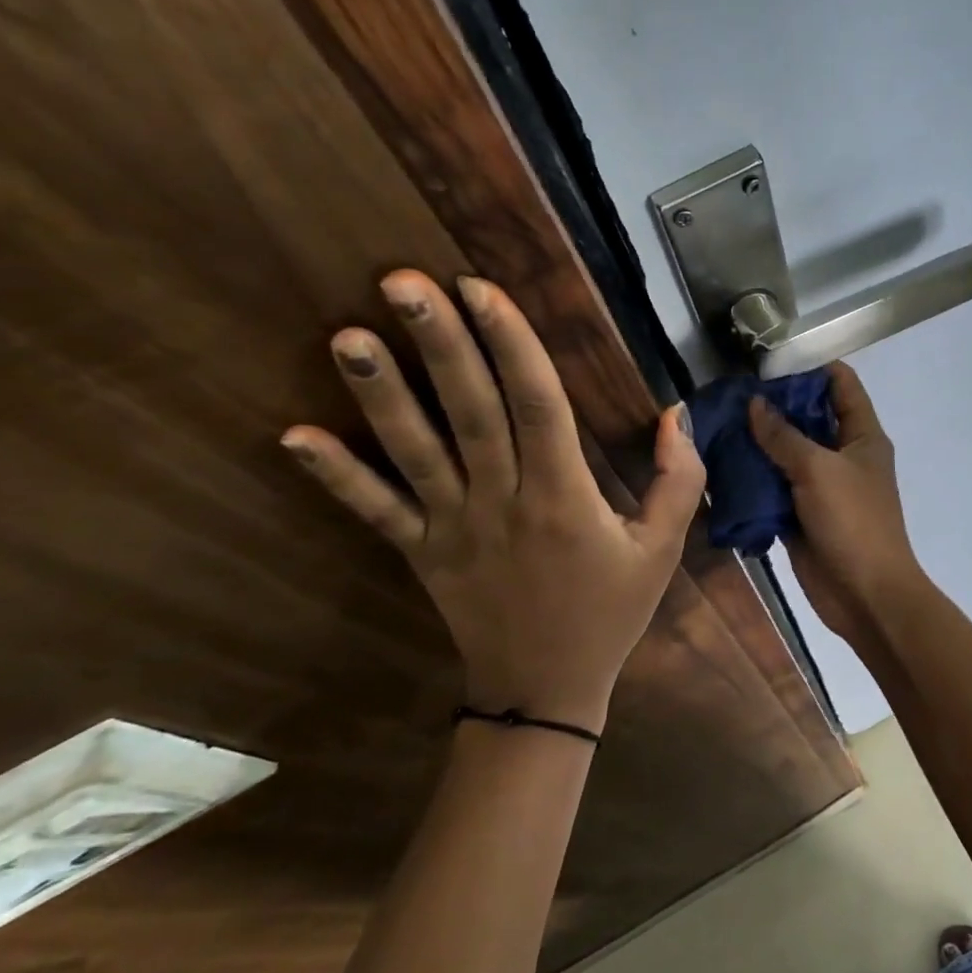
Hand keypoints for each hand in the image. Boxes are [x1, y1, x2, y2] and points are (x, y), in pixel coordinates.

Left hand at [281, 271, 703, 732]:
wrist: (545, 690)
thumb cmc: (609, 613)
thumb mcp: (662, 550)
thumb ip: (679, 480)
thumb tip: (675, 412)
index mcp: (564, 497)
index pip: (537, 406)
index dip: (511, 345)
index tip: (481, 288)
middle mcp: (503, 502)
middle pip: (470, 412)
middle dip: (439, 344)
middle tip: (403, 282)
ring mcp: (453, 528)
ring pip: (415, 452)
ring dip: (380, 394)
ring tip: (346, 336)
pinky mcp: (421, 552)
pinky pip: (375, 512)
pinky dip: (335, 476)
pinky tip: (293, 436)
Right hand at [747, 362, 926, 647]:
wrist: (865, 594)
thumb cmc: (853, 522)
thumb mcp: (818, 469)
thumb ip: (784, 435)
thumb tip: (755, 403)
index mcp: (862, 436)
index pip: (840, 384)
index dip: (808, 368)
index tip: (766, 366)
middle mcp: (842, 455)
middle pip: (807, 417)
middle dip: (772, 406)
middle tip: (728, 397)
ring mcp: (821, 485)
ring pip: (786, 453)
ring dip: (758, 443)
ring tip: (718, 425)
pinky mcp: (801, 513)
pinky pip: (775, 487)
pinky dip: (753, 477)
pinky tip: (721, 465)